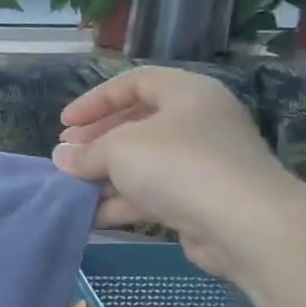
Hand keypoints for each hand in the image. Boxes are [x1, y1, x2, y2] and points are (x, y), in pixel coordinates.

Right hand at [52, 67, 303, 275]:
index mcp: (187, 94)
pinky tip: (93, 216)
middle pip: (138, 124)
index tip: (65, 124)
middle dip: (98, 142)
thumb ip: (86, 153)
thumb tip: (62, 157)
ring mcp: (203, 164)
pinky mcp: (201, 201)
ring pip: (144, 164)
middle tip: (68, 157)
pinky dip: (123, 202)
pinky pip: (154, 195)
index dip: (95, 100)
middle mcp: (199, 122)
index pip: (135, 82)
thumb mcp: (119, 150)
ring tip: (73, 190)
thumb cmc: (178, 166)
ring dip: (106, 176)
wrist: (243, 224)